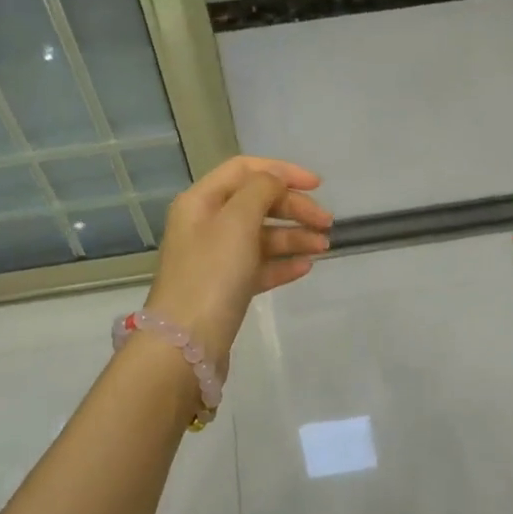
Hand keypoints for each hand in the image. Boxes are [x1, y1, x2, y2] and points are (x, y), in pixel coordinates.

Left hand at [145, 155, 330, 361]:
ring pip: (261, 237)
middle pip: (256, 203)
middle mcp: (206, 224)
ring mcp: (216, 258)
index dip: (282, 172)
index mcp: (201, 201)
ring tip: (323, 247)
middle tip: (327, 223)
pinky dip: (283, 263)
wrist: (186, 343)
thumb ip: (260, 191)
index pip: (244, 170)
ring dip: (294, 236)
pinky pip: (260, 266)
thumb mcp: (237, 221)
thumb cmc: (211, 274)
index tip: (318, 186)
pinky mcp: (226, 288)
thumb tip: (276, 182)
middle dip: (294, 208)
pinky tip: (306, 267)